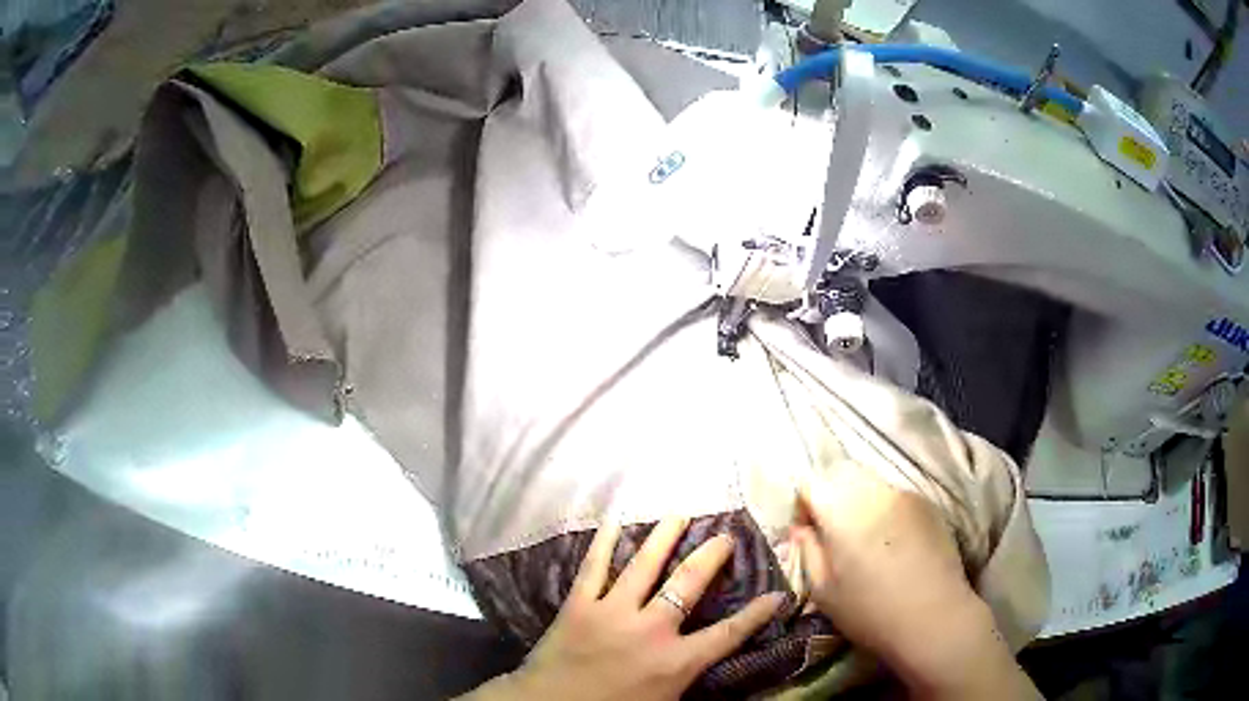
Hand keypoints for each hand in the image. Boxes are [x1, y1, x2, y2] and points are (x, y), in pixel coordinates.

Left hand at [464, 517, 786, 700]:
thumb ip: (686, 679)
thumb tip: (706, 661)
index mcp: (676, 661)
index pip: (728, 633)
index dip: (757, 613)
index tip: (778, 593)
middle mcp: (651, 629)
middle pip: (689, 583)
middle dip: (711, 557)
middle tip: (725, 535)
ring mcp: (612, 611)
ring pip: (644, 565)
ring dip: (664, 536)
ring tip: (679, 514)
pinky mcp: (579, 604)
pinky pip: (593, 567)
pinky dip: (603, 542)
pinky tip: (613, 521)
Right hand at [792, 465, 1041, 699]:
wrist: (934, 617)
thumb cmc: (870, 610)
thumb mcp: (824, 591)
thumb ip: (808, 552)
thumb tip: (802, 529)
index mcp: (844, 511)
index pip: (811, 483)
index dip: (802, 505)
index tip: (807, 534)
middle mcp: (875, 491)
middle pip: (841, 473)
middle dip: (829, 496)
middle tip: (831, 534)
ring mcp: (906, 494)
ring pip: (870, 482)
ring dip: (858, 501)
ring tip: (863, 538)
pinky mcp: (928, 504)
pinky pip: (895, 494)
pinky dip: (884, 508)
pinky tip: (892, 542)